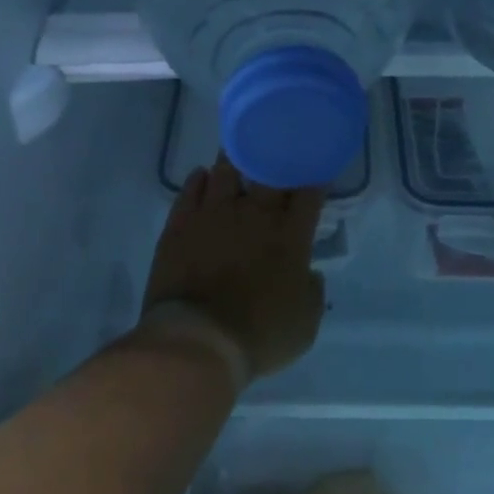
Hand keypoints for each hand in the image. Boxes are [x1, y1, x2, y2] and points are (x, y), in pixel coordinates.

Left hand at [140, 155, 326, 387]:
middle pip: (267, 169)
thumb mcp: (305, 325)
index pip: (308, 192)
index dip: (312, 178)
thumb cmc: (259, 336)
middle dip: (273, 157)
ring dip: (234, 160)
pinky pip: (190, 190)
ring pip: (225, 170)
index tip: (312, 173)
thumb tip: (309, 274)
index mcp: (290, 236)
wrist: (198, 340)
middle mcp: (255, 214)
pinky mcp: (180, 224)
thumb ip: (312, 292)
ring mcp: (213, 215)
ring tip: (237, 156)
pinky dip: (198, 180)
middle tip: (273, 153)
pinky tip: (201, 177)